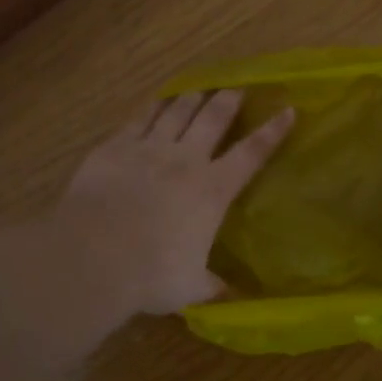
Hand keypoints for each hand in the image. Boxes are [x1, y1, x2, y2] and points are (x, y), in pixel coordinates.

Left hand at [54, 90, 293, 315]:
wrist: (93, 256)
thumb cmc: (150, 275)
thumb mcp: (190, 287)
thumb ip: (210, 284)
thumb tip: (227, 293)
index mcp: (212, 190)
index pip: (251, 154)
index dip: (272, 132)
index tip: (288, 110)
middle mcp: (185, 160)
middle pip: (213, 119)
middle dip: (229, 100)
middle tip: (237, 88)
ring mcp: (148, 149)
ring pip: (177, 111)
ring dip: (192, 98)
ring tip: (200, 89)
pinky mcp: (115, 147)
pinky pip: (140, 118)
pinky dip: (153, 107)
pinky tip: (158, 102)